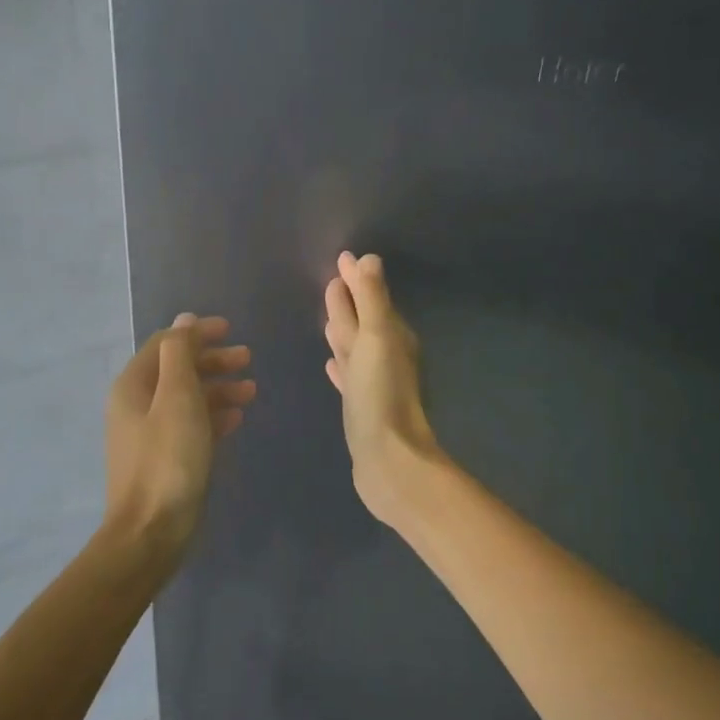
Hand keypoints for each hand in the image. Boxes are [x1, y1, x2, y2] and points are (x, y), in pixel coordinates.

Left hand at [104, 313, 254, 558]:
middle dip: (212, 360)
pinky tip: (236, 418)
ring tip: (251, 391)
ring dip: (218, 388)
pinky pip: (190, 425)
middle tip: (247, 359)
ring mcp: (149, 434)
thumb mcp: (177, 398)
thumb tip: (184, 320)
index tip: (231, 330)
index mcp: (133, 385)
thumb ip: (181, 354)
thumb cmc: (168, 459)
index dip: (197, 333)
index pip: (166, 344)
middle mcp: (136, 405)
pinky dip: (213, 415)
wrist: (151, 532)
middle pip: (177, 370)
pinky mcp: (164, 458)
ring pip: (186, 398)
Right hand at [323, 252, 441, 526]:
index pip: (371, 299)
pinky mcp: (361, 407)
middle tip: (331, 281)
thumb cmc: (381, 395)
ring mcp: (373, 384)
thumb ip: (372, 299)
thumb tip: (368, 259)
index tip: (341, 259)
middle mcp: (385, 357)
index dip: (356, 280)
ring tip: (327, 318)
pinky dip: (340, 366)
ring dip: (342, 331)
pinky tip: (330, 364)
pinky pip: (348, 376)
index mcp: (392, 337)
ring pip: (354, 348)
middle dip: (348, 303)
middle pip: (362, 322)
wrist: (388, 460)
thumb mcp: (376, 338)